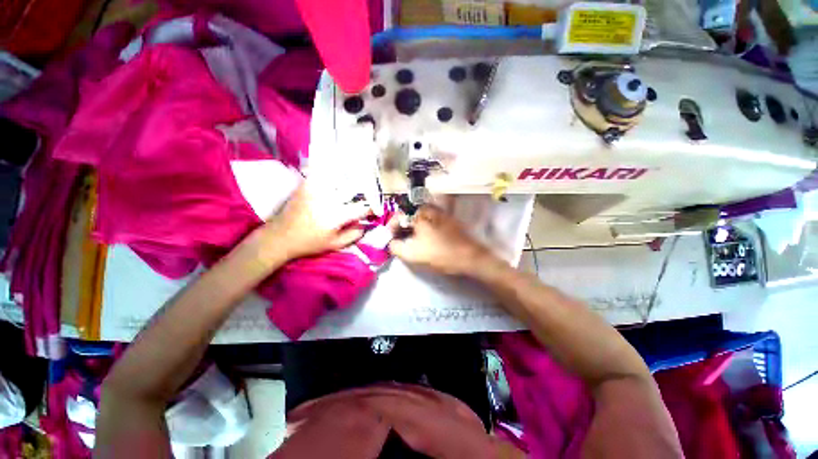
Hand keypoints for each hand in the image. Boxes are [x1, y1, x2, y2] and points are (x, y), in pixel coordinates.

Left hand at [252, 183, 371, 262]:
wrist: (280, 237)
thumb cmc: (309, 243)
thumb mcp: (335, 245)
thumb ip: (354, 235)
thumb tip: (365, 224)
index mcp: (337, 216)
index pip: (362, 207)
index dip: (371, 208)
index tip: (374, 210)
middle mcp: (328, 199)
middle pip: (353, 189)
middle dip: (364, 192)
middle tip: (367, 195)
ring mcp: (316, 190)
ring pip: (339, 178)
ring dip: (350, 179)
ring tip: (355, 181)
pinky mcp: (306, 185)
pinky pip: (322, 173)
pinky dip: (331, 171)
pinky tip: (336, 172)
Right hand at [388, 205, 492, 275]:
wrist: (470, 257)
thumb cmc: (439, 253)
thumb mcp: (411, 253)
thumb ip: (395, 247)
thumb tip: (391, 242)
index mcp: (419, 211)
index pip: (398, 215)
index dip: (391, 228)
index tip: (389, 239)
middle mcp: (429, 207)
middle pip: (408, 216)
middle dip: (401, 229)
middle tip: (398, 241)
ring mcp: (440, 212)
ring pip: (418, 219)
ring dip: (411, 229)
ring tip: (409, 243)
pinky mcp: (447, 219)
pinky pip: (428, 222)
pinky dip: (421, 230)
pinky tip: (422, 241)